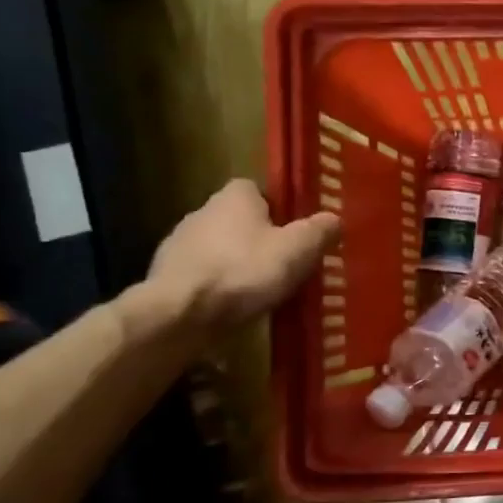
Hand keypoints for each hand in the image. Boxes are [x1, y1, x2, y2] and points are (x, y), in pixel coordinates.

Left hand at [143, 180, 340, 336]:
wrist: (181, 313)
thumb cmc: (245, 271)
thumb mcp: (298, 250)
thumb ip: (320, 231)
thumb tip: (334, 219)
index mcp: (234, 197)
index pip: (257, 189)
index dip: (278, 208)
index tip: (295, 231)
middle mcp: (202, 211)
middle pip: (238, 220)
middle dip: (259, 238)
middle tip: (285, 263)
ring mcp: (179, 243)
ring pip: (220, 248)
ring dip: (237, 263)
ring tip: (262, 290)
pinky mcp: (167, 275)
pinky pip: (203, 274)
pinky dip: (218, 286)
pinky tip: (234, 306)